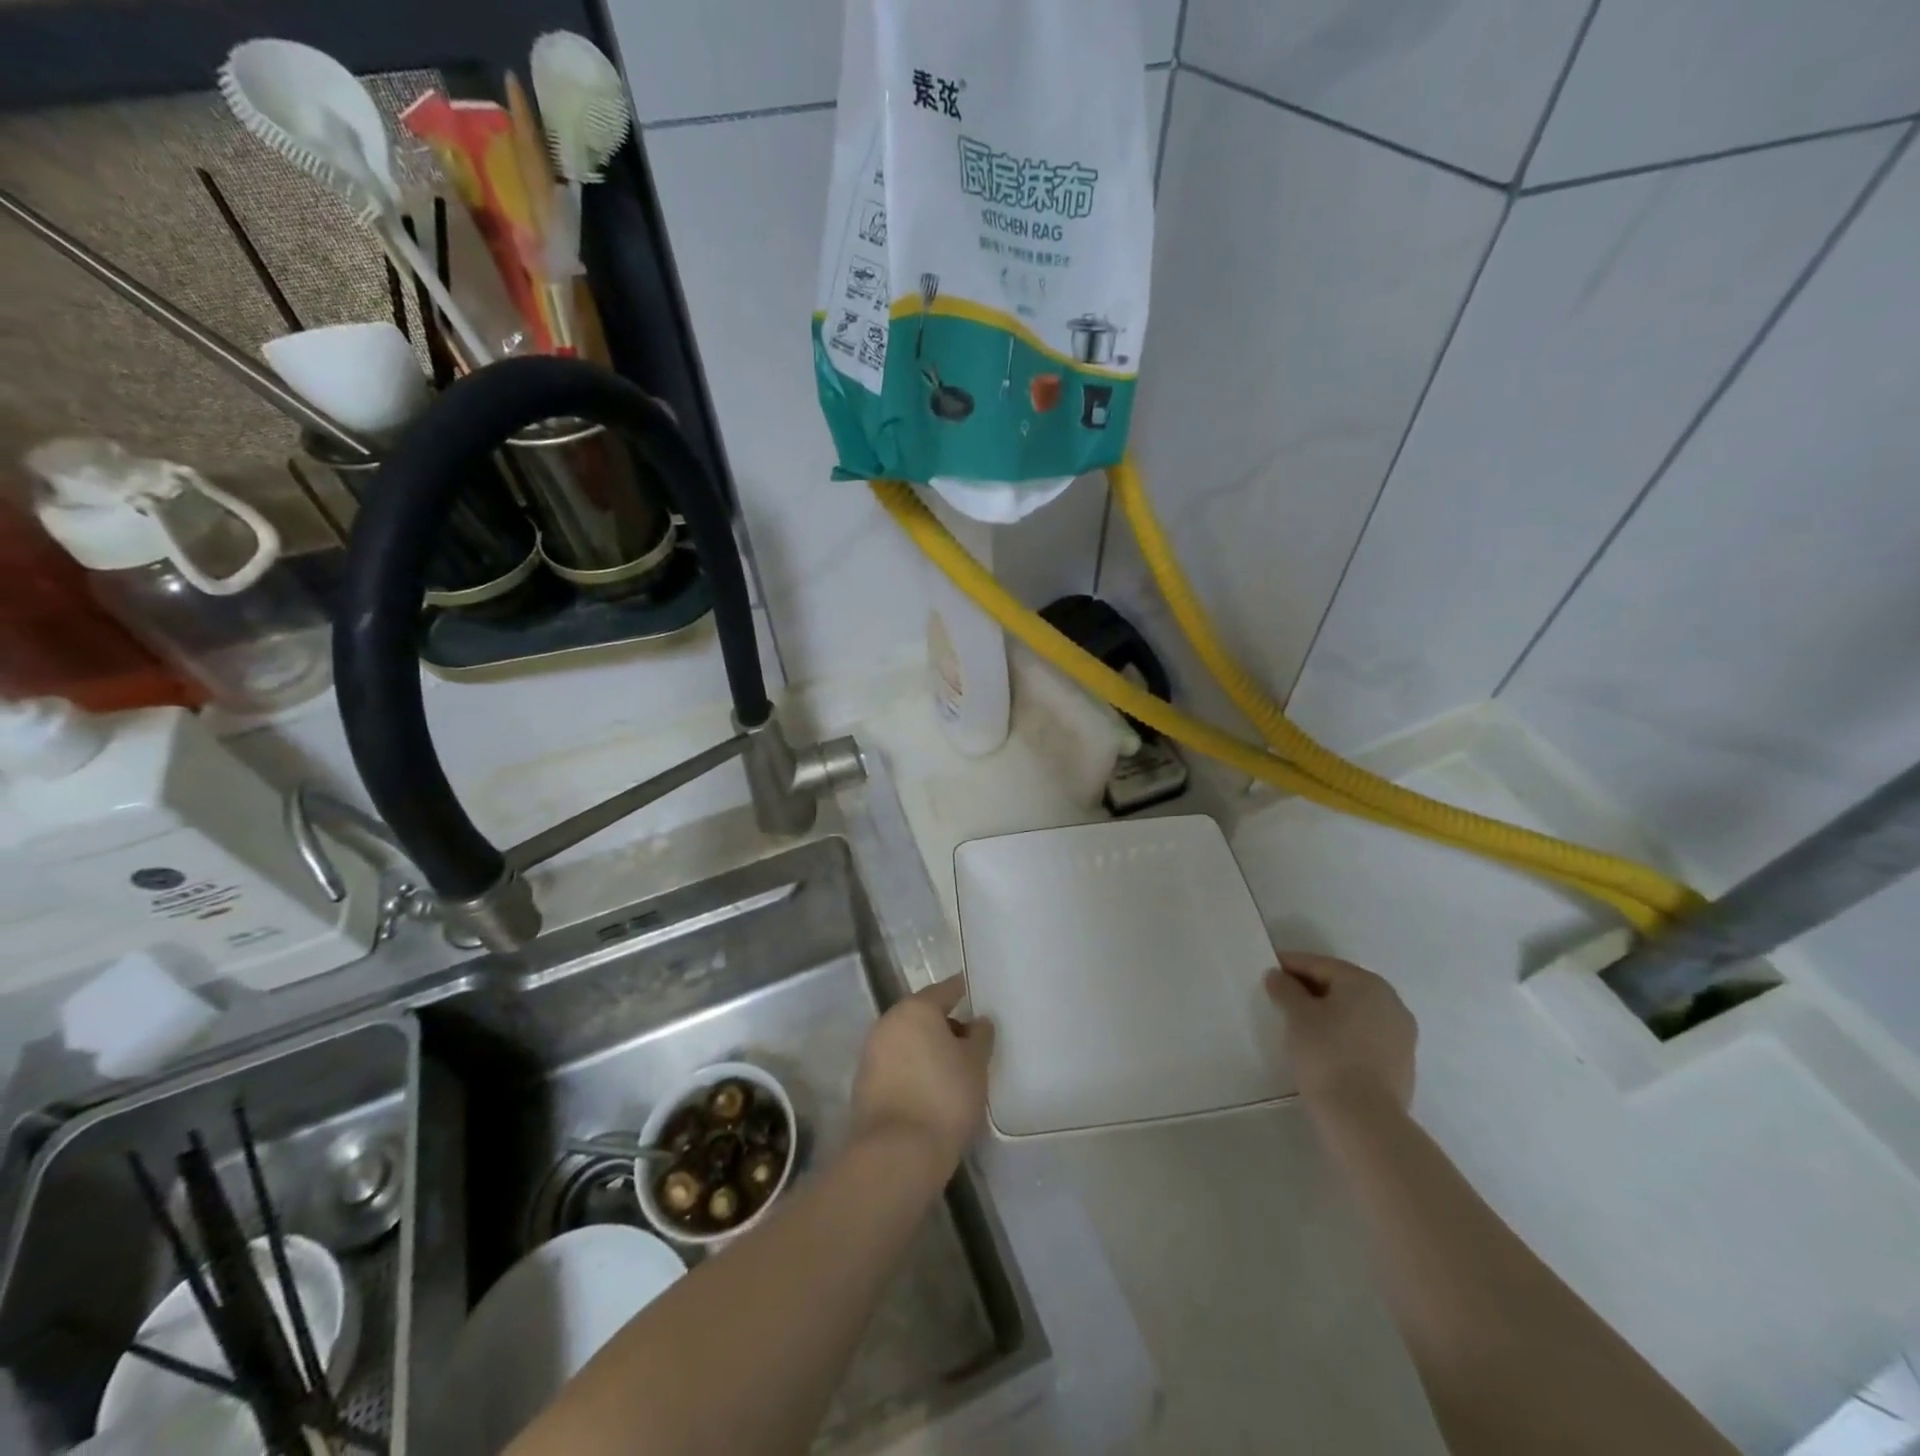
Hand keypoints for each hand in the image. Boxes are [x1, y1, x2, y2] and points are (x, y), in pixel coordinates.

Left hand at [851, 978, 995, 1173]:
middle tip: (971, 1041)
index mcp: (915, 1009)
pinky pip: (896, 1065)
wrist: (898, 1152)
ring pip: (907, 1041)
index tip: (976, 995)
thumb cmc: (945, 1097)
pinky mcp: (864, 1083)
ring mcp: (871, 1053)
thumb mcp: (976, 1063)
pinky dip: (913, 1069)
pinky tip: (931, 1089)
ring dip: (927, 1048)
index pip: (944, 990)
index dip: (963, 992)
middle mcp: (888, 1022)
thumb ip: (980, 1035)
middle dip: (945, 1024)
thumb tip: (977, 1022)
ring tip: (954, 1069)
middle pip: (922, 1015)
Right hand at [1265, 952, 1416, 1114]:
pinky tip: (1325, 1045)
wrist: (1365, 1119)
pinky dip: (1344, 1032)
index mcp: (1365, 983)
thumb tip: (1278, 976)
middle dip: (1311, 987)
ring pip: (1356, 1011)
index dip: (1290, 965)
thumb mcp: (1296, 1016)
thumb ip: (1285, 989)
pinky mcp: (1402, 1061)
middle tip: (1281, 995)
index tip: (1268, 970)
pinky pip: (1366, 1034)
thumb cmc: (1327, 1054)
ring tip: (1300, 1023)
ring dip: (1329, 1010)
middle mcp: (1390, 1001)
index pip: (1320, 964)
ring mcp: (1401, 1033)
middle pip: (1341, 985)